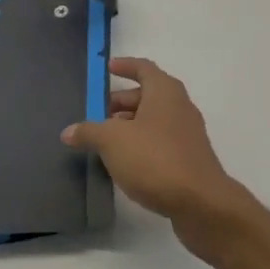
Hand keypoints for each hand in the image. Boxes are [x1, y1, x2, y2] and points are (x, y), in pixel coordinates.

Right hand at [62, 57, 251, 253]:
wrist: (200, 202)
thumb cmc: (155, 159)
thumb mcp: (113, 142)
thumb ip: (89, 132)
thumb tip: (69, 131)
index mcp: (164, 91)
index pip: (143, 68)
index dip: (125, 66)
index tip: (108, 68)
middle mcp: (179, 105)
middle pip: (147, 94)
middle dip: (121, 102)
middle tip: (96, 114)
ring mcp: (187, 133)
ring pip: (153, 120)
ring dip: (130, 125)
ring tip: (104, 141)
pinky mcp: (189, 158)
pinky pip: (160, 141)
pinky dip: (142, 144)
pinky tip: (124, 163)